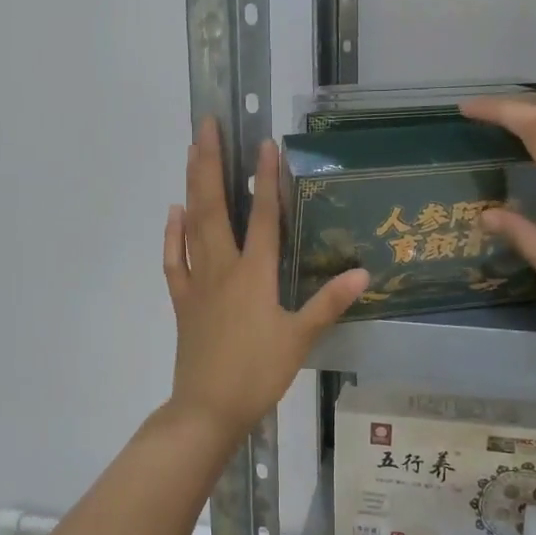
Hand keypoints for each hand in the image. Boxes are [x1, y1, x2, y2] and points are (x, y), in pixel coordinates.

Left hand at [164, 118, 368, 442]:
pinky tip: (173, 213)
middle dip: (210, 163)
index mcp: (255, 275)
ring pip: (192, 225)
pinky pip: (175, 260)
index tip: (264, 143)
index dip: (266, 178)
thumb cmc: (257, 373)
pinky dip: (172, 235)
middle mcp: (223, 268)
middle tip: (205, 125)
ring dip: (191, 185)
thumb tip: (362, 271)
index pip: (263, 217)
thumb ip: (329, 303)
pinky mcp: (183, 301)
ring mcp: (198, 282)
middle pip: (215, 207)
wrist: (207, 409)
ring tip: (191, 152)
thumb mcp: (300, 339)